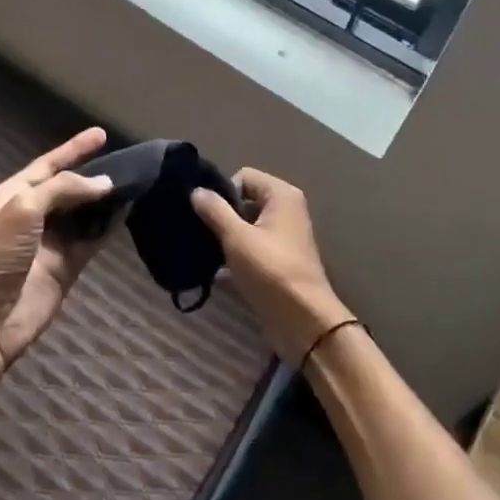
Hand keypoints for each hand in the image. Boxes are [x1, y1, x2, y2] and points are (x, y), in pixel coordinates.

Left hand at [0, 127, 114, 371]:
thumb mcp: (24, 208)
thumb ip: (64, 189)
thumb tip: (105, 184)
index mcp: (15, 194)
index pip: (49, 164)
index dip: (74, 149)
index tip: (102, 134)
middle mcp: (35, 213)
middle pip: (71, 187)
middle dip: (95, 174)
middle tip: (128, 162)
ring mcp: (53, 241)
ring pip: (86, 212)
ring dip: (107, 199)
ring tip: (136, 182)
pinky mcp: (68, 265)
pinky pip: (93, 238)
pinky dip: (110, 225)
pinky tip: (129, 211)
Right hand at [191, 169, 352, 365]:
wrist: (304, 322)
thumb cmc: (271, 271)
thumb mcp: (237, 238)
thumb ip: (214, 210)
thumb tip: (196, 191)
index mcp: (281, 195)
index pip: (244, 176)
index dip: (224, 193)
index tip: (209, 216)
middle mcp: (285, 211)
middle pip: (244, 202)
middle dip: (221, 217)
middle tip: (201, 235)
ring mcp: (283, 238)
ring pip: (245, 228)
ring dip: (225, 241)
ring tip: (204, 254)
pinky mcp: (277, 263)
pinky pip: (250, 251)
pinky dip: (234, 260)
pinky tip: (214, 275)